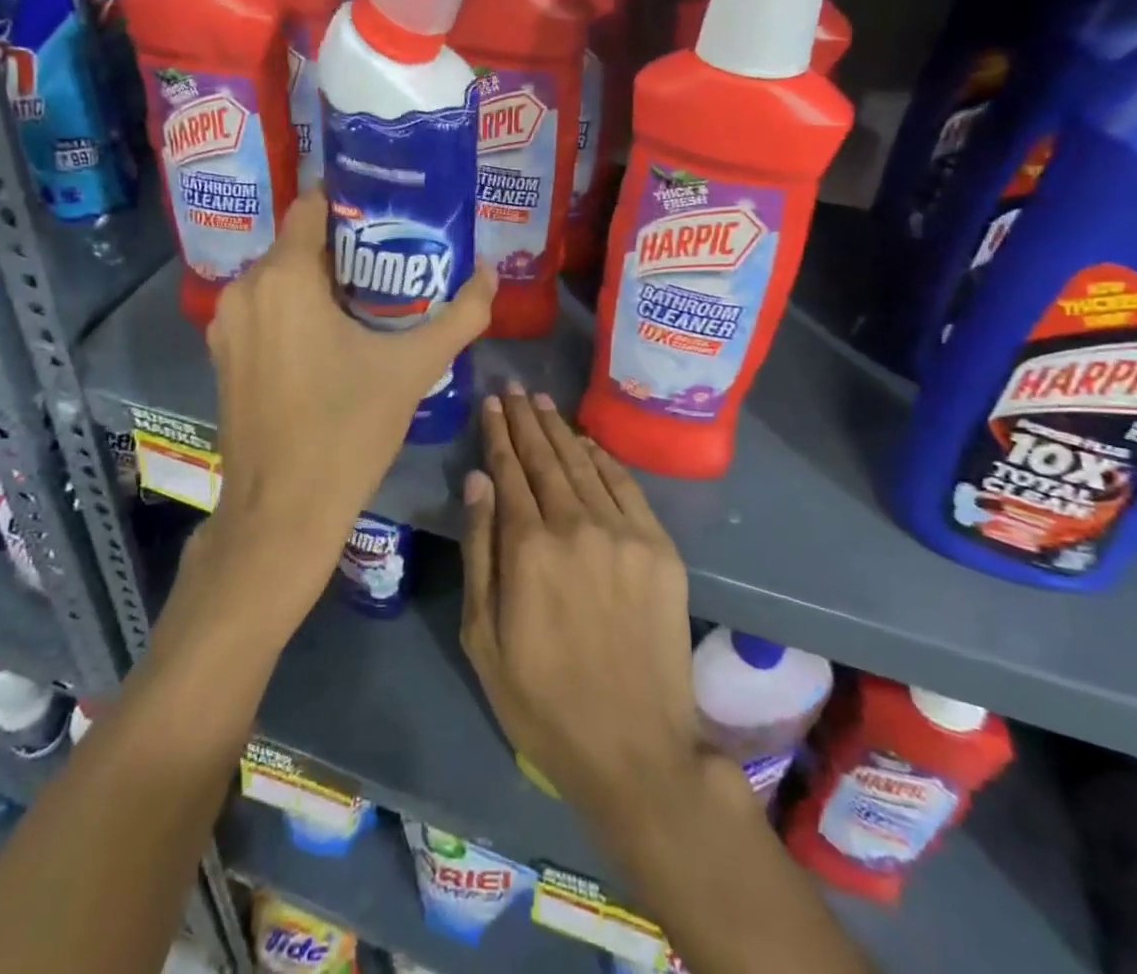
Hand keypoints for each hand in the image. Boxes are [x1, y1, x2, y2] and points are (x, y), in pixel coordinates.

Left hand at [199, 187, 494, 612]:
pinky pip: (264, 309)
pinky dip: (296, 308)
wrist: (282, 513)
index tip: (391, 211)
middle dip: (346, 245)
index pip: (313, 205)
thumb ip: (459, 316)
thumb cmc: (347, 430)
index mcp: (284, 277)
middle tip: (396, 256)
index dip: (352, 200)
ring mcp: (227, 324)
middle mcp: (245, 288)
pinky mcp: (224, 354)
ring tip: (372, 295)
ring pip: (280, 277)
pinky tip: (333, 334)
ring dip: (320, 279)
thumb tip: (491, 274)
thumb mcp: (412, 369)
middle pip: (299, 243)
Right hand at [459, 385, 705, 825]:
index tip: (490, 403)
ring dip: (560, 430)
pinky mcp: (659, 548)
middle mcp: (575, 525)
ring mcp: (623, 533)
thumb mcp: (484, 637)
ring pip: (583, 464)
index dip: (497, 434)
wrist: (636, 748)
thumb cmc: (543, 700)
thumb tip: (477, 481)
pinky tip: (586, 442)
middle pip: (545, 458)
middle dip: (525, 420)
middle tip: (513, 387)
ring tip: (541, 402)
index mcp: (528, 548)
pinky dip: (602, 458)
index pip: (508, 471)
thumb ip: (479, 551)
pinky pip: (626, 486)